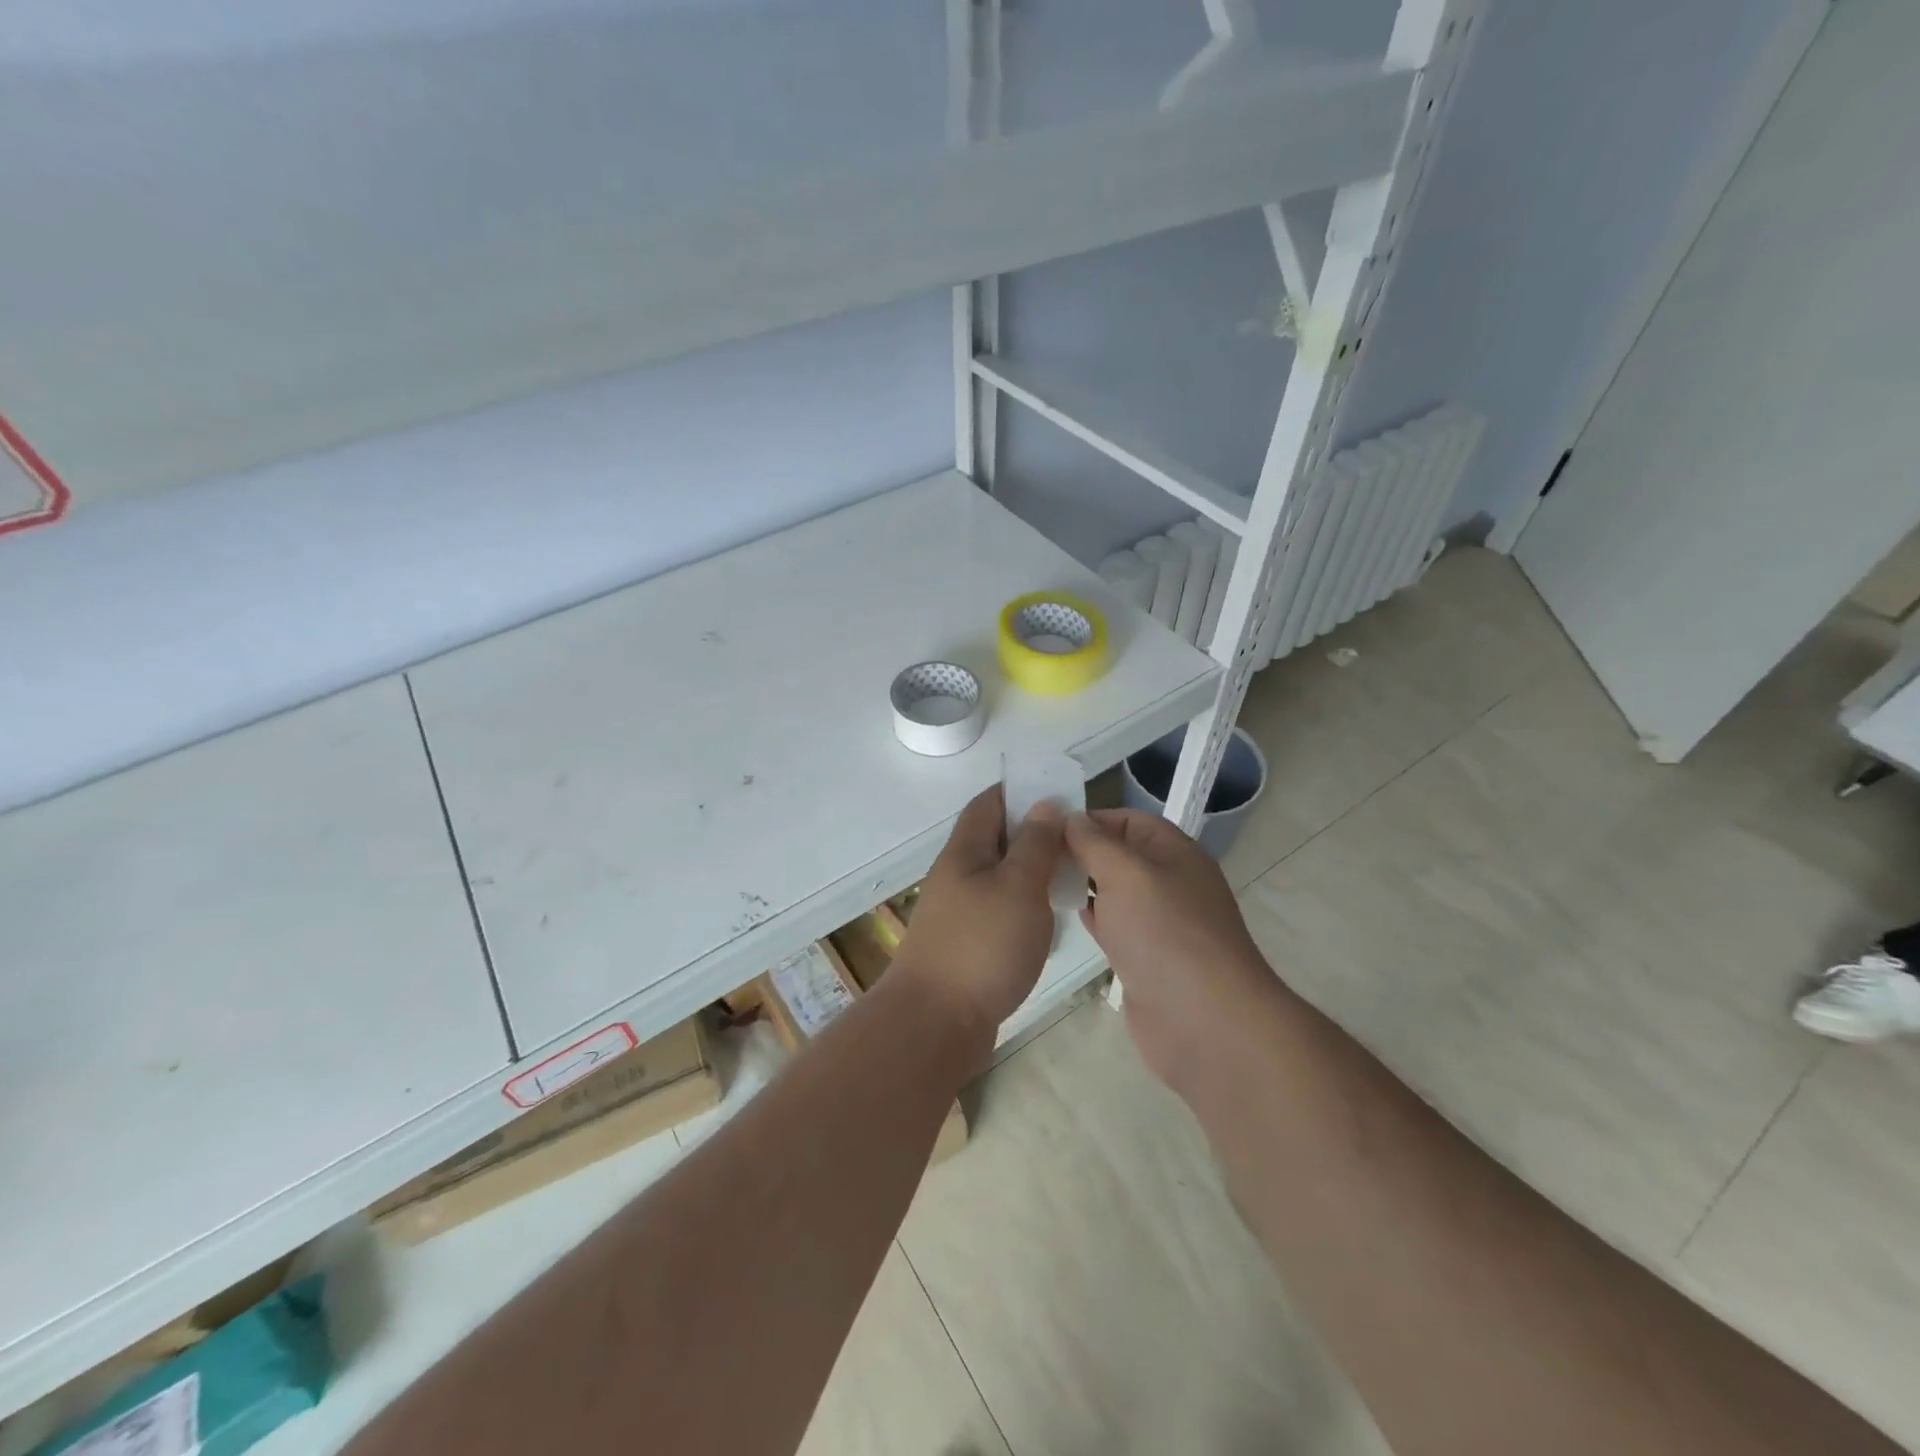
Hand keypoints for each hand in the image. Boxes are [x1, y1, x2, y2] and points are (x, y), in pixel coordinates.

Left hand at [894, 786, 1066, 1041]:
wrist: (936, 1023)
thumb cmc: (982, 946)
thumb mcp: (1018, 886)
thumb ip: (1035, 844)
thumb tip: (1045, 805)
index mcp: (964, 852)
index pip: (989, 803)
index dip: (1020, 790)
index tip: (1058, 792)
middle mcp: (957, 875)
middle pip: (995, 839)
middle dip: (1033, 832)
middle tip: (1076, 838)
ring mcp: (959, 912)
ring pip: (1000, 876)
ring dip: (1031, 870)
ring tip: (1071, 874)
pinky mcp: (967, 944)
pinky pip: (1000, 909)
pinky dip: (1025, 904)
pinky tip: (1049, 918)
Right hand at [1065, 809, 1275, 1086]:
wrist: (1203, 1021)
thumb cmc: (1164, 933)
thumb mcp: (1124, 872)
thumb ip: (1094, 842)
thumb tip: (1071, 818)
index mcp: (1174, 852)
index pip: (1128, 820)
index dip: (1089, 819)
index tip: (1045, 827)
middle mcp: (1169, 882)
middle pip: (1120, 855)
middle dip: (1081, 851)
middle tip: (1034, 855)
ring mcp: (1160, 923)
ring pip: (1115, 892)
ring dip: (1084, 885)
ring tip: (1041, 881)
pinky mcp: (1147, 959)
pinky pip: (1115, 927)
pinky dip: (1093, 918)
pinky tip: (1066, 916)